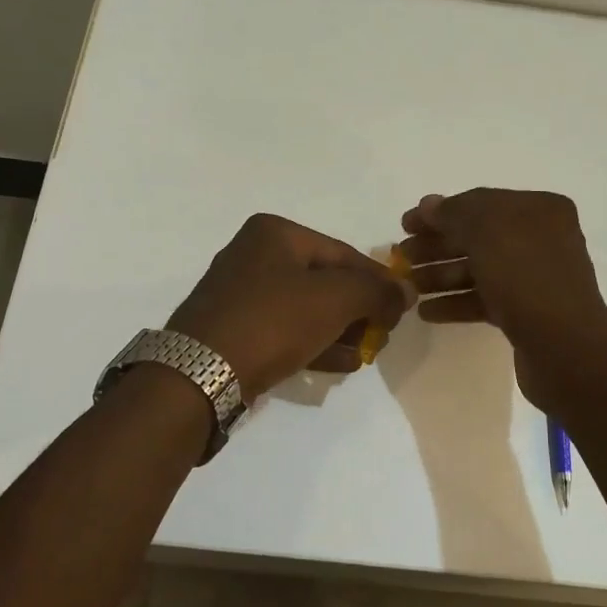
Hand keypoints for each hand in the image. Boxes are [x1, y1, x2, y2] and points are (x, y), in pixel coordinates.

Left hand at [168, 214, 413, 399]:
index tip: (401, 307)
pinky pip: (284, 330)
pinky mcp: (233, 329)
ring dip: (339, 331)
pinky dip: (313, 343)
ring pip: (306, 309)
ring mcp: (239, 294)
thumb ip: (377, 292)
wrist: (200, 373)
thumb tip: (406, 292)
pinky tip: (338, 365)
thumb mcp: (335, 300)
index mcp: (274, 233)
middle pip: (325, 281)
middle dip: (358, 310)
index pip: (342, 253)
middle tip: (380, 336)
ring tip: (363, 355)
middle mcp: (253, 255)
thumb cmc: (272, 321)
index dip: (377, 281)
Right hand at [396, 189, 606, 406]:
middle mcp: (541, 239)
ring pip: (479, 270)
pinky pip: (485, 299)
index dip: (439, 212)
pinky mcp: (528, 313)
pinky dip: (456, 302)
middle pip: (477, 237)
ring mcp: (535, 278)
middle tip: (400, 257)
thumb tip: (429, 204)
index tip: (404, 225)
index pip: (480, 202)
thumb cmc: (525, 276)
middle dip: (436, 246)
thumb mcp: (486, 230)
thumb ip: (453, 213)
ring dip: (441, 275)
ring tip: (408, 287)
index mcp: (539, 210)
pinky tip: (427, 312)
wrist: (564, 347)